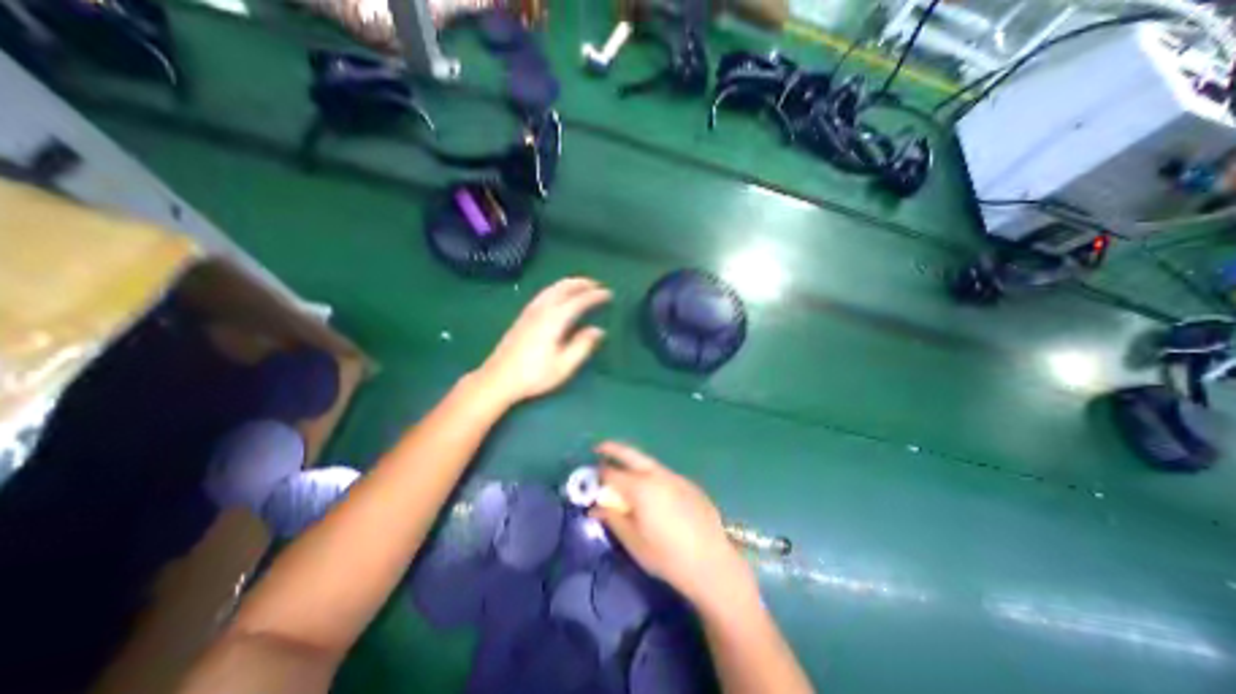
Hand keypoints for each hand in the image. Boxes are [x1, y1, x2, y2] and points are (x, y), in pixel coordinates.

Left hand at [475, 276, 606, 406]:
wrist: (498, 379)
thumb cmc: (534, 375)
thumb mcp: (564, 365)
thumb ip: (582, 345)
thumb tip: (598, 330)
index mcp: (554, 320)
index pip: (578, 301)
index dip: (595, 296)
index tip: (609, 294)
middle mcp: (541, 310)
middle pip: (563, 287)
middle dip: (581, 283)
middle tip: (597, 284)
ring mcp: (530, 312)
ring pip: (551, 288)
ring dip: (568, 283)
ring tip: (581, 285)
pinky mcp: (522, 317)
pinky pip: (544, 294)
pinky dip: (557, 289)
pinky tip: (558, 296)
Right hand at [587, 441, 753, 608]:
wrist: (711, 562)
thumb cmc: (667, 556)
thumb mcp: (634, 541)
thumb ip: (612, 519)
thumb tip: (595, 507)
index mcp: (640, 487)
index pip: (612, 473)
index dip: (598, 475)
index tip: (590, 479)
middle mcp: (657, 475)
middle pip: (630, 454)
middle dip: (613, 449)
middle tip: (600, 448)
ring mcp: (675, 477)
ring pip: (648, 462)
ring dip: (633, 462)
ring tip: (624, 472)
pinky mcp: (688, 484)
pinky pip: (663, 474)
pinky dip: (650, 475)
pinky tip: (652, 491)